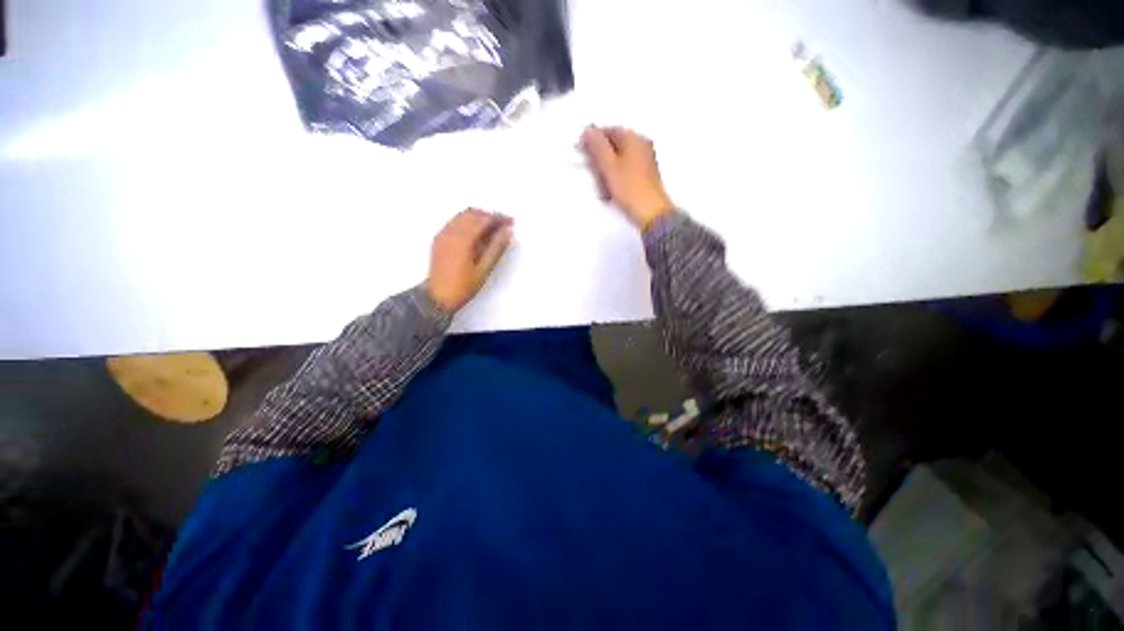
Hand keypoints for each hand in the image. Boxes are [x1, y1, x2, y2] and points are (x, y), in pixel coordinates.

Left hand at [425, 208, 513, 312]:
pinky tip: (475, 234)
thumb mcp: (484, 269)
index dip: (498, 218)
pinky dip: (467, 222)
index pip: (483, 220)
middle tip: (503, 225)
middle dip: (489, 216)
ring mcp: (442, 234)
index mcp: (463, 239)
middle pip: (472, 214)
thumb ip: (496, 248)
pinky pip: (454, 222)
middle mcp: (450, 231)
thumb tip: (507, 231)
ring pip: (462, 216)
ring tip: (492, 229)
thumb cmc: (463, 286)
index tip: (511, 222)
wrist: (437, 297)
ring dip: (478, 218)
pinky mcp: (439, 238)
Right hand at [580, 126, 674, 229]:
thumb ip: (597, 146)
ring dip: (607, 171)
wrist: (651, 212)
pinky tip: (610, 191)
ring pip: (619, 159)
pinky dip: (615, 178)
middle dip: (600, 158)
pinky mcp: (645, 176)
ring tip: (602, 186)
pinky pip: (625, 171)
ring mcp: (645, 161)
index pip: (609, 130)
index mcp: (634, 138)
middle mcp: (642, 145)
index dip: (593, 140)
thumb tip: (588, 130)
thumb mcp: (609, 166)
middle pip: (614, 145)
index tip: (581, 152)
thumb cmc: (629, 188)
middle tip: (592, 173)